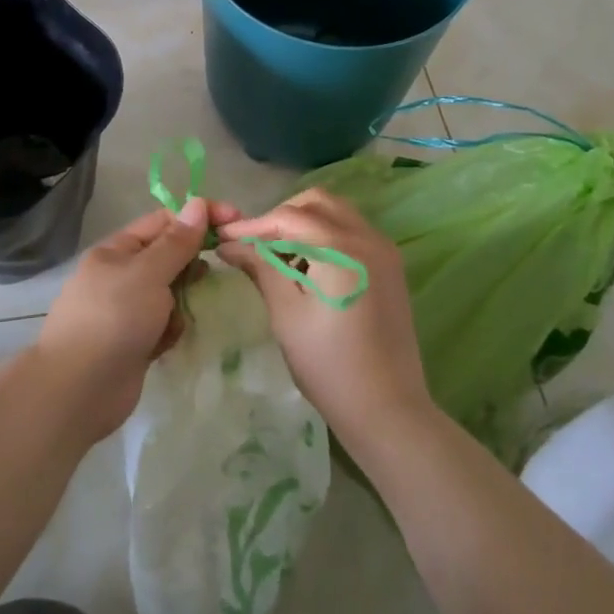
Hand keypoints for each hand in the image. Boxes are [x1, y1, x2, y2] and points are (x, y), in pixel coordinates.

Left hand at [33, 199, 210, 440]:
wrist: (79, 390)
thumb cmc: (114, 318)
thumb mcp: (148, 272)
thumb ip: (177, 242)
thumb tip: (197, 203)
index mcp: (117, 251)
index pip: (164, 221)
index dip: (198, 218)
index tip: (234, 220)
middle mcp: (120, 276)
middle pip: (168, 257)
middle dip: (191, 264)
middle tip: (212, 274)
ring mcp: (126, 311)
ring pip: (169, 293)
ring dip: (181, 301)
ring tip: (180, 315)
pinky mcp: (134, 342)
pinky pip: (163, 324)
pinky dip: (170, 330)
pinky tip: (167, 342)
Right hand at [217, 189, 433, 453]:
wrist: (388, 410)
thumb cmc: (329, 366)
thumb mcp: (287, 314)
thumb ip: (261, 268)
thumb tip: (229, 244)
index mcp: (341, 247)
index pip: (288, 217)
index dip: (252, 224)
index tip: (223, 238)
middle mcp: (368, 237)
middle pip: (316, 202)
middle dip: (281, 216)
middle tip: (254, 244)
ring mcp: (384, 250)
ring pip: (337, 212)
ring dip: (304, 223)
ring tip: (277, 255)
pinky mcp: (390, 267)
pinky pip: (352, 232)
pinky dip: (325, 235)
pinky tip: (307, 266)